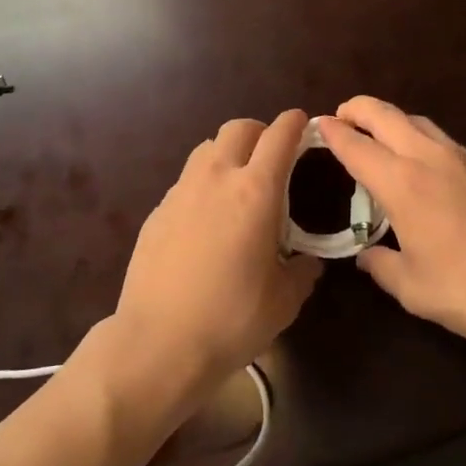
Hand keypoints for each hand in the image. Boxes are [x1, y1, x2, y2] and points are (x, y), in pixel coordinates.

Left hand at [108, 110, 322, 413]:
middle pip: (238, 128)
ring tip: (238, 183)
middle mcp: (217, 179)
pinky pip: (186, 180)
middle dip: (260, 131)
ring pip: (207, 148)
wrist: (158, 342)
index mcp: (256, 192)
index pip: (278, 136)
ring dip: (228, 153)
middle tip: (272, 155)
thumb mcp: (284, 301)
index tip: (303, 124)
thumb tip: (308, 263)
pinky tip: (207, 218)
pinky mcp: (157, 211)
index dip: (294, 123)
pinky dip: (203, 184)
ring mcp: (181, 192)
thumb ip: (302, 271)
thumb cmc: (231, 320)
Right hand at [318, 97, 465, 365]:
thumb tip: (366, 254)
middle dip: (356, 109)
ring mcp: (463, 158)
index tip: (315, 127)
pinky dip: (416, 135)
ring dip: (389, 120)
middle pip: (385, 114)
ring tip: (375, 137)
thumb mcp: (414, 289)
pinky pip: (440, 137)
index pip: (356, 145)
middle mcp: (429, 158)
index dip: (332, 133)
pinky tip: (418, 161)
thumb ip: (382, 266)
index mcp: (403, 184)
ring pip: (416, 121)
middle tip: (339, 118)